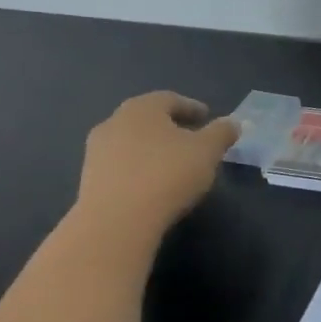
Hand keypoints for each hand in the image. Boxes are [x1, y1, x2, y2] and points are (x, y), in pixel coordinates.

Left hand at [76, 91, 239, 236]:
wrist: (115, 222)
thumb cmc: (166, 175)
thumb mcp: (207, 151)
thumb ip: (222, 133)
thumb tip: (233, 123)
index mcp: (142, 108)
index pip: (170, 99)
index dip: (191, 107)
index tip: (206, 117)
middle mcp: (114, 122)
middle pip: (147, 119)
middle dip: (170, 127)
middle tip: (190, 139)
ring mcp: (96, 152)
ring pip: (131, 143)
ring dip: (151, 149)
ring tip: (172, 165)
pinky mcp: (88, 181)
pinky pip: (120, 167)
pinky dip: (138, 170)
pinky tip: (151, 186)